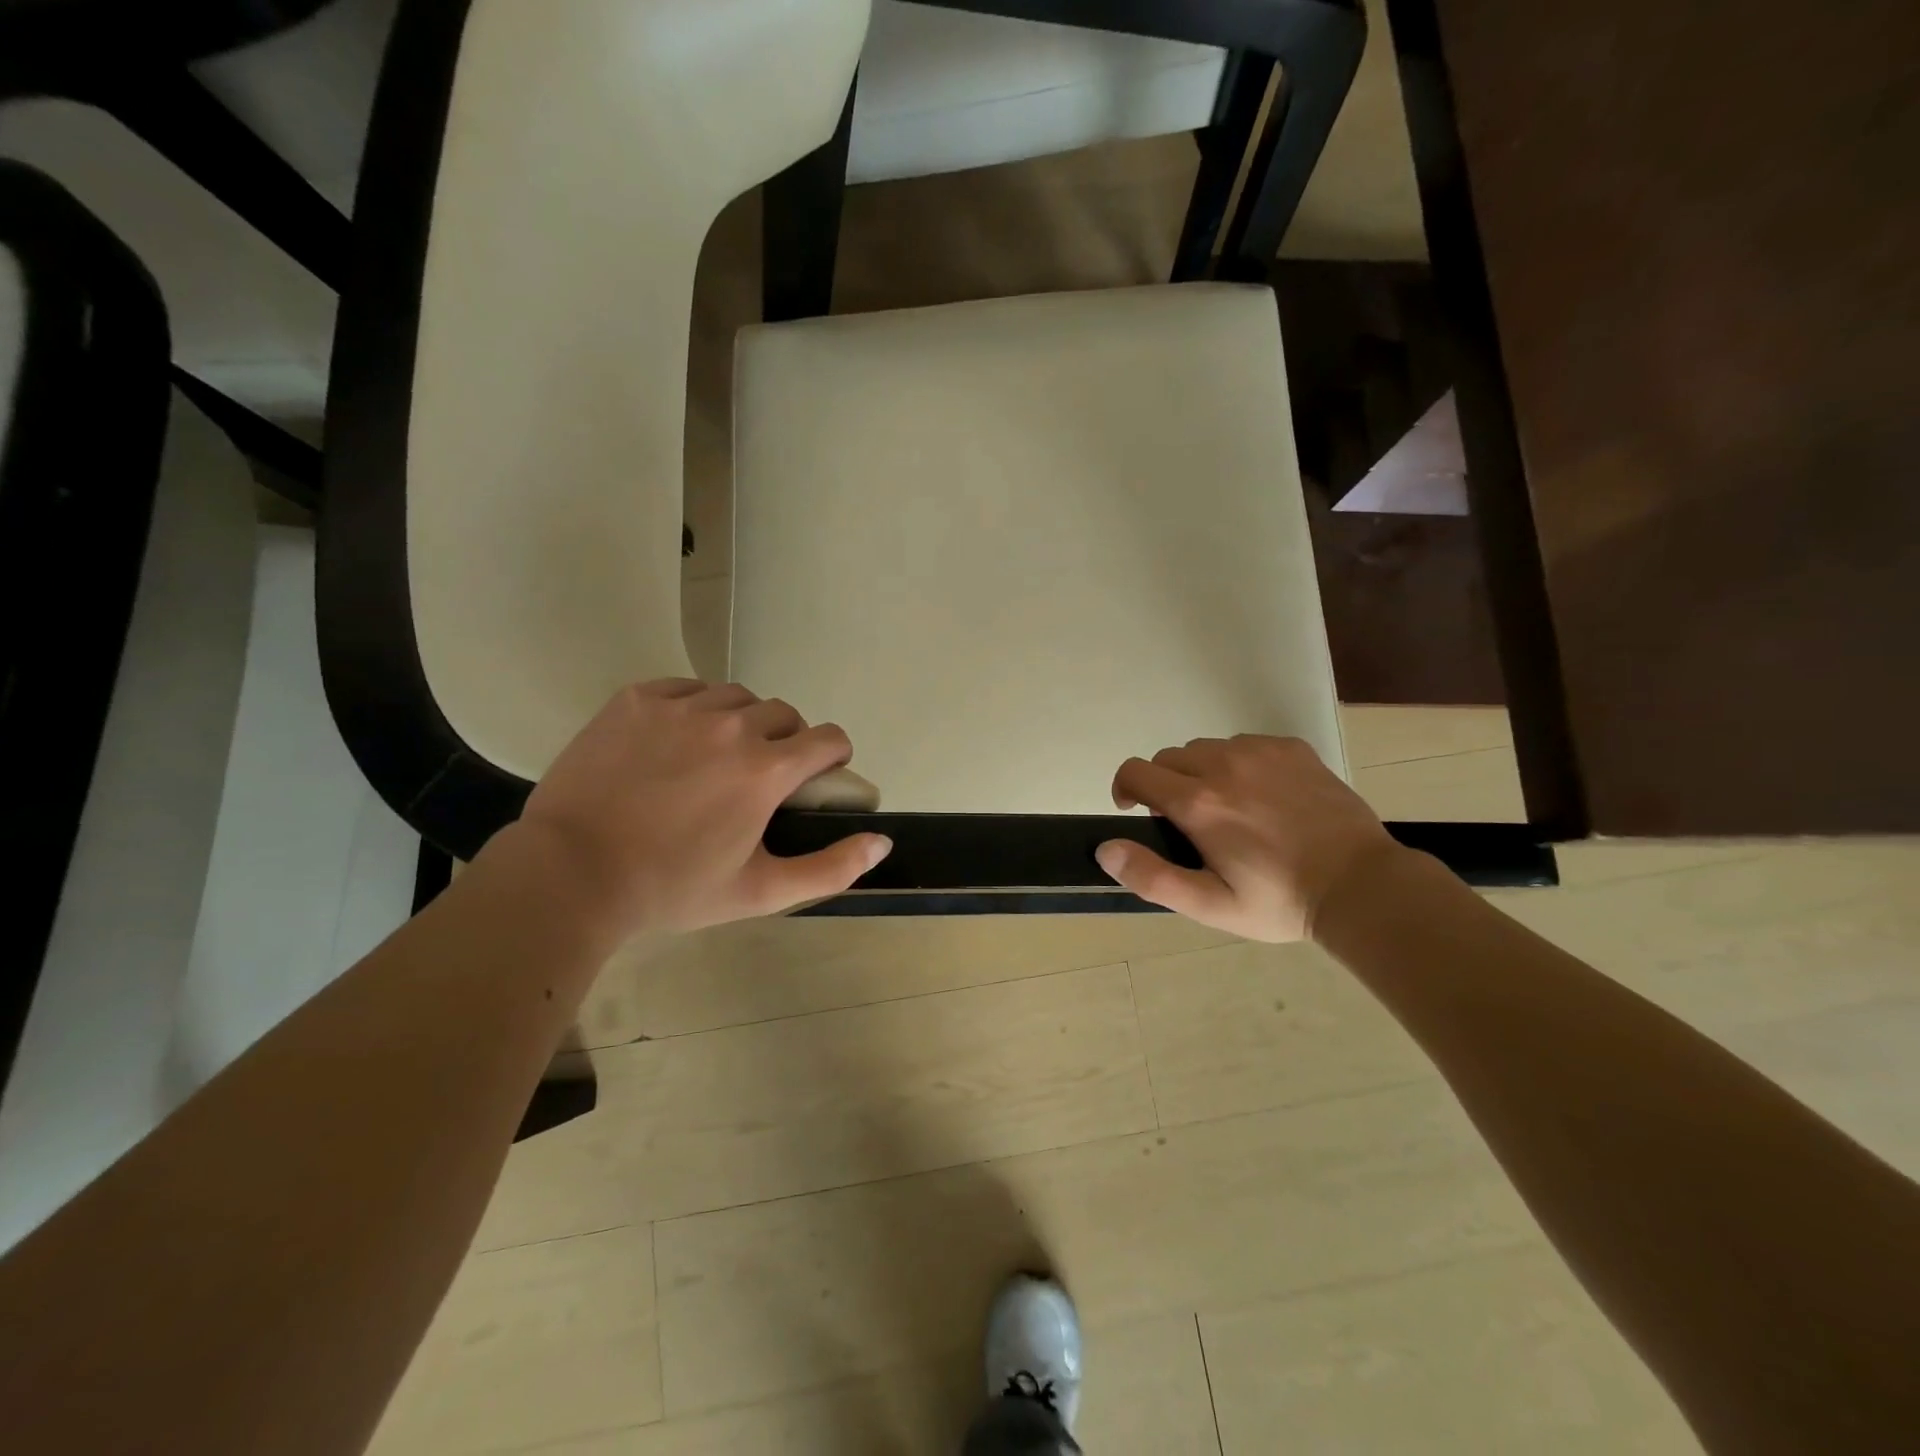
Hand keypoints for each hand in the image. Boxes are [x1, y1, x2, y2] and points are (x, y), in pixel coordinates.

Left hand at [514, 680, 891, 935]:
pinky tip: (675, 740)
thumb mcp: (761, 892)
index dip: (832, 757)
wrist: (571, 874)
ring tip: (715, 755)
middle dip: (786, 741)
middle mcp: (732, 725)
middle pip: (784, 714)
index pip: (829, 738)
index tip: (815, 778)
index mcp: (766, 769)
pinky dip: (694, 707)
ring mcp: (681, 706)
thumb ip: (831, 867)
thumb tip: (882, 843)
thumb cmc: (673, 888)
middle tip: (758, 777)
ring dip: (741, 721)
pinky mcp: (637, 699)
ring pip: (736, 697)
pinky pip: (686, 688)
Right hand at [1096, 736, 1400, 942]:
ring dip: (1201, 772)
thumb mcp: (1211, 904)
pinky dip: (1238, 763)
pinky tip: (1262, 796)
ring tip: (1228, 808)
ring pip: (1206, 749)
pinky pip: (1244, 744)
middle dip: (1165, 784)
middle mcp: (1223, 764)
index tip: (1135, 810)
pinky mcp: (1291, 747)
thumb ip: (1152, 877)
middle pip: (1169, 757)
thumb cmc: (1279, 901)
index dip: (1125, 788)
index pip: (1136, 771)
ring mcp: (1260, 751)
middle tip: (1189, 822)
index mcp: (1199, 803)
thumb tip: (1106, 849)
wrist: (1361, 886)